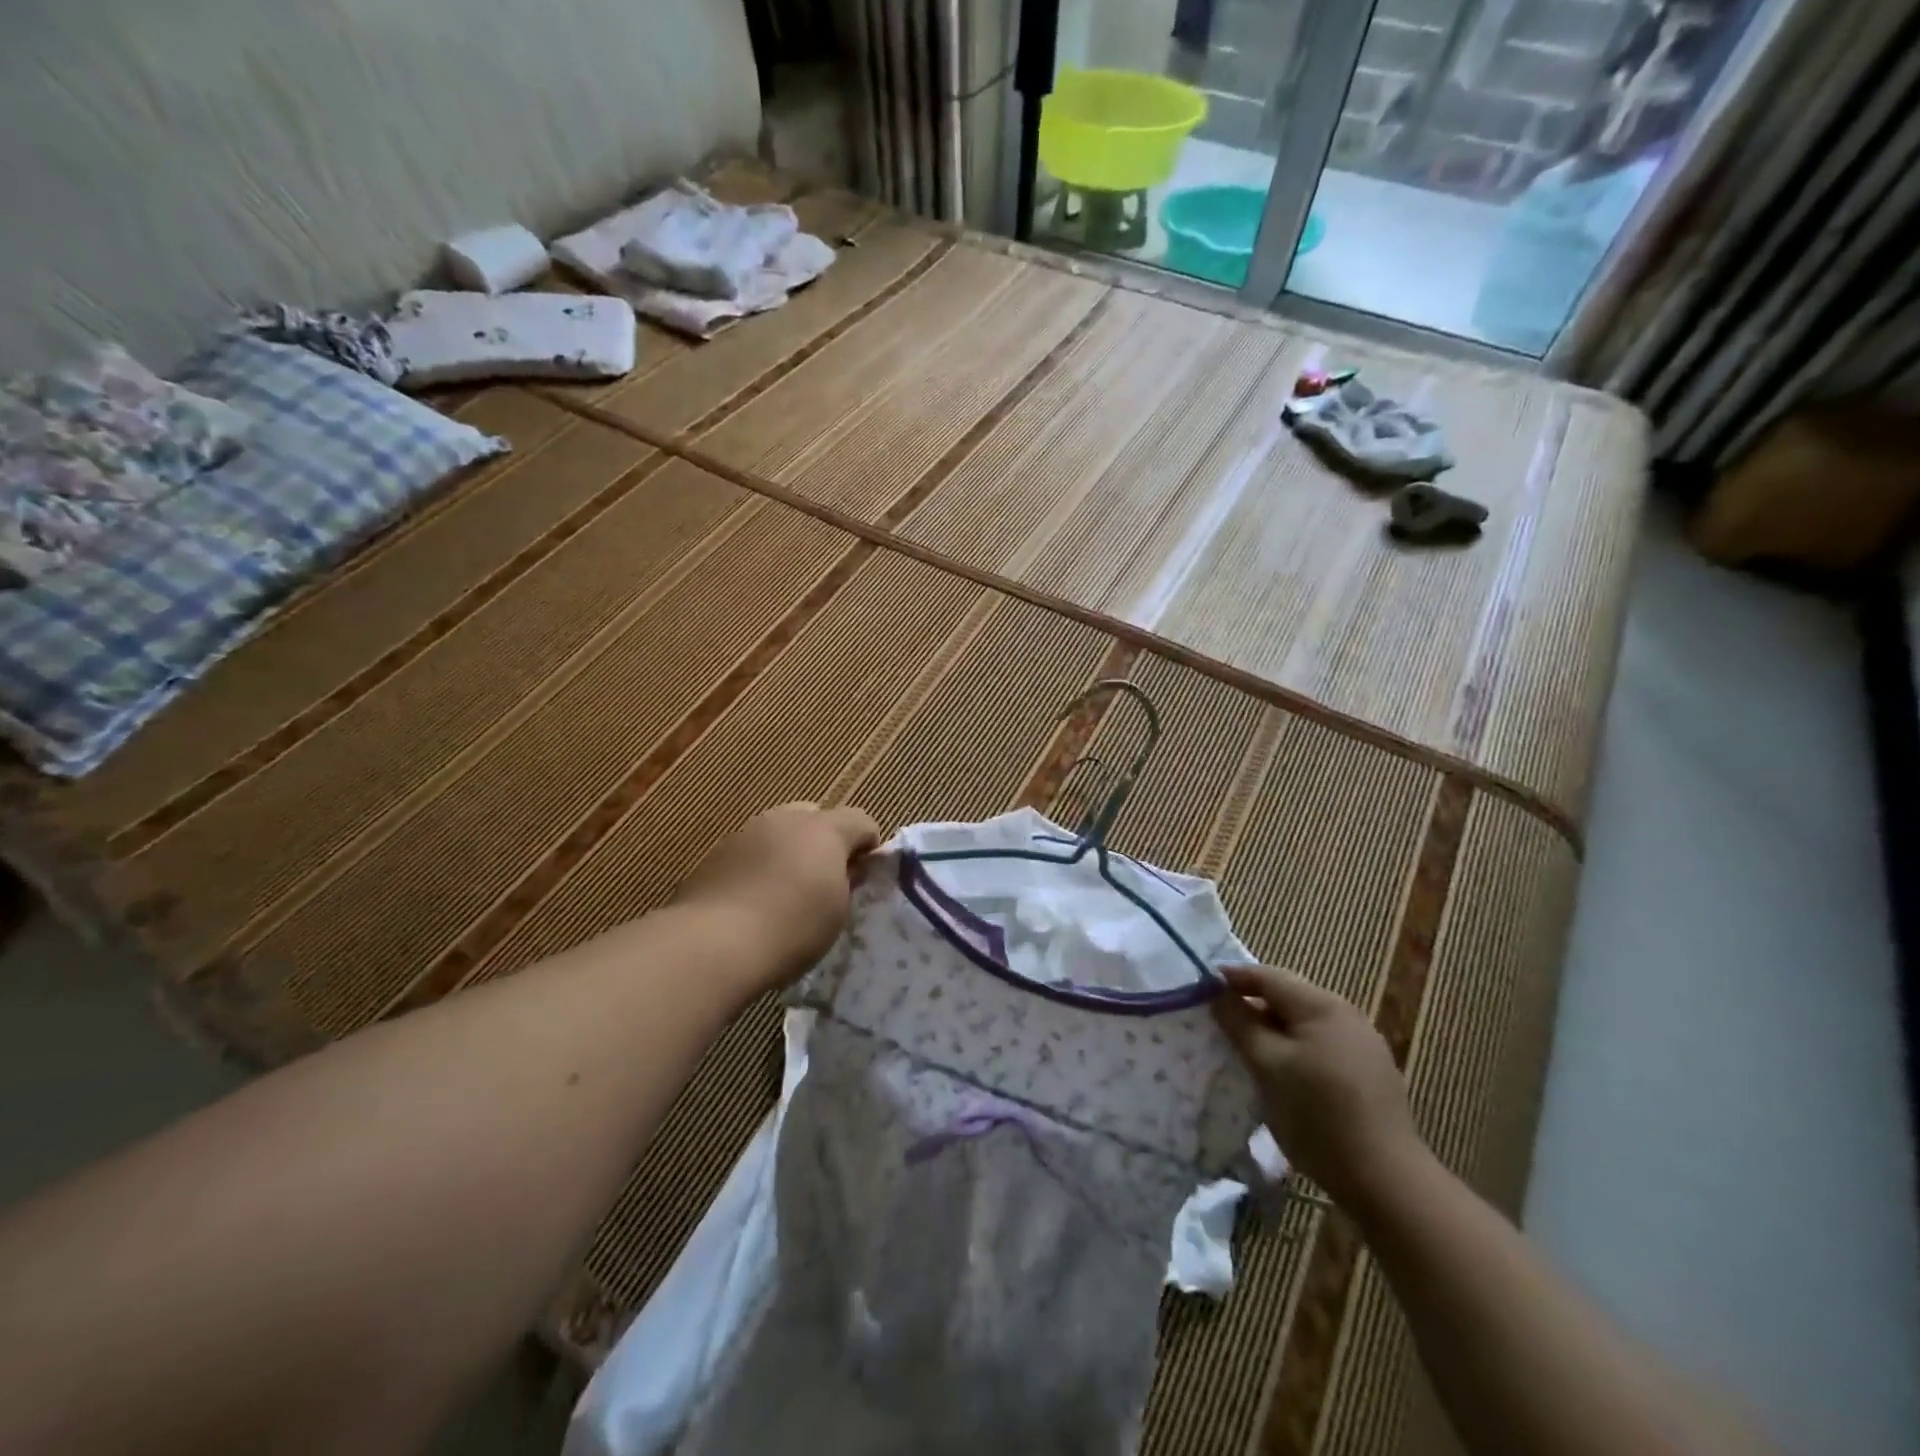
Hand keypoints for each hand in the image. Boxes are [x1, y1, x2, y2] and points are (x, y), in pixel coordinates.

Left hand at [672, 802, 881, 990]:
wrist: (713, 944)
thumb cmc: (792, 927)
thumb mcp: (838, 912)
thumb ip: (848, 882)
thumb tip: (849, 869)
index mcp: (824, 828)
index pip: (861, 821)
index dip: (869, 846)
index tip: (865, 878)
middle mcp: (785, 819)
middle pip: (816, 818)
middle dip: (825, 843)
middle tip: (825, 882)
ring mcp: (746, 832)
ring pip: (778, 833)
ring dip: (788, 853)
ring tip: (785, 894)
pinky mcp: (716, 854)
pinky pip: (750, 853)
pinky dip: (759, 868)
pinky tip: (754, 902)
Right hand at [1212, 964, 1428, 1214]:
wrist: (1387, 1182)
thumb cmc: (1318, 1116)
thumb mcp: (1268, 1065)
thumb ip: (1239, 1023)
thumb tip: (1215, 990)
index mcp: (1322, 1006)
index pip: (1267, 976)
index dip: (1232, 979)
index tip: (1200, 988)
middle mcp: (1346, 1015)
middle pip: (1288, 997)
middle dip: (1252, 1003)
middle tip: (1218, 1019)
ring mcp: (1362, 1044)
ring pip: (1303, 1023)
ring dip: (1272, 1028)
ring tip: (1245, 1047)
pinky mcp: (1369, 1073)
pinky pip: (1320, 1045)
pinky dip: (1294, 1048)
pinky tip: (1282, 1072)